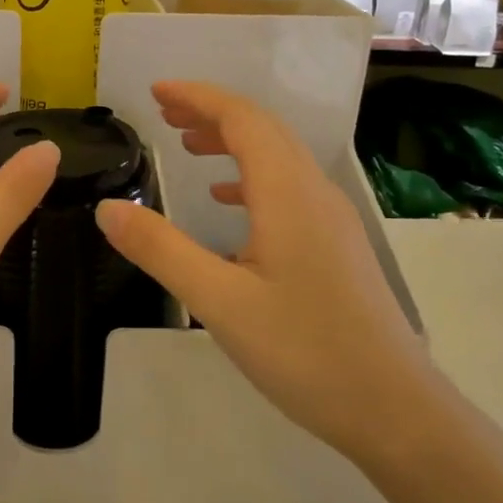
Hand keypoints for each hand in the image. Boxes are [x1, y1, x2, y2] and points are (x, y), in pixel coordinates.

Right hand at [94, 81, 433, 466]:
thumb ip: (161, 250)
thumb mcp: (219, 302)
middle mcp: (314, 193)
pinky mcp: (336, 247)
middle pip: (263, 130)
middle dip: (212, 113)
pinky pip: (288, 188)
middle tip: (164, 113)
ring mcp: (331, 220)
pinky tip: (228, 203)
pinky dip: (251, 177)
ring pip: (278, 158)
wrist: (395, 411)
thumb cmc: (305, 352)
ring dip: (232, 142)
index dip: (198, 97)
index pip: (242, 119)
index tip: (156, 92)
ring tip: (188, 147)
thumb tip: (107, 208)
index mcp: (288, 194)